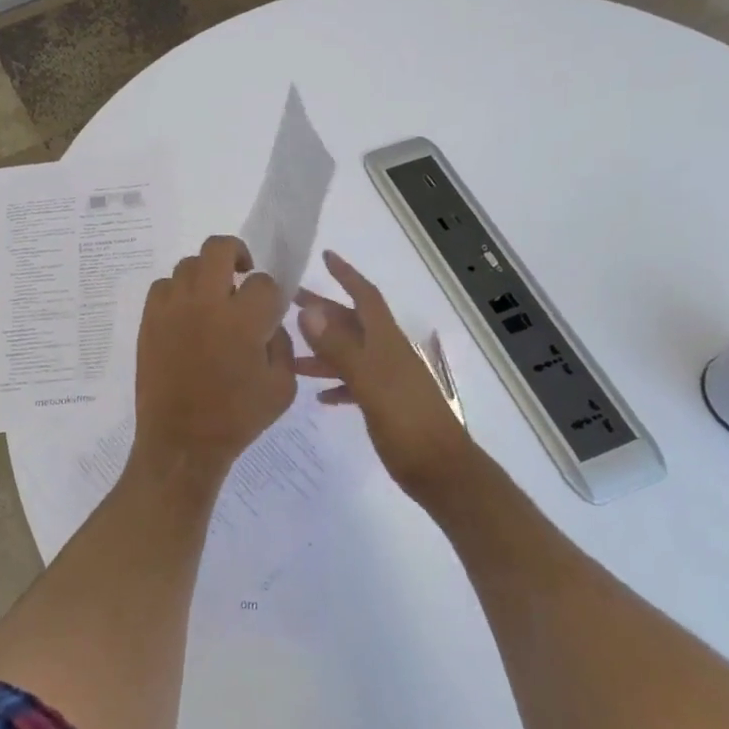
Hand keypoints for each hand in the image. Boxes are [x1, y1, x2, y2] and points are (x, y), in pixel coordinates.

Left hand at [133, 236, 297, 483]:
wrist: (182, 442)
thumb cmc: (237, 418)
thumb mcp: (282, 387)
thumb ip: (282, 344)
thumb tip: (269, 321)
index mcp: (243, 319)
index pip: (263, 281)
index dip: (270, 294)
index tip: (267, 311)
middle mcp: (206, 303)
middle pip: (219, 247)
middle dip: (237, 253)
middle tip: (240, 275)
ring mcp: (173, 308)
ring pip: (189, 264)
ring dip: (206, 275)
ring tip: (211, 300)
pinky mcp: (149, 319)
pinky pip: (163, 285)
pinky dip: (178, 292)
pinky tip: (186, 313)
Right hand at [295, 251, 476, 499]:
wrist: (442, 471)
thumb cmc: (406, 422)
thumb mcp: (369, 382)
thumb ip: (339, 348)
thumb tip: (309, 311)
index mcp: (386, 341)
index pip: (365, 296)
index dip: (346, 274)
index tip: (325, 256)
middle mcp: (387, 353)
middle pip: (351, 322)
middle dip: (322, 310)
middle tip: (287, 303)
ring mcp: (388, 379)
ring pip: (349, 353)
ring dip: (322, 349)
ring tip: (289, 351)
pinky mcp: (386, 404)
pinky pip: (355, 383)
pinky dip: (336, 383)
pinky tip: (317, 395)